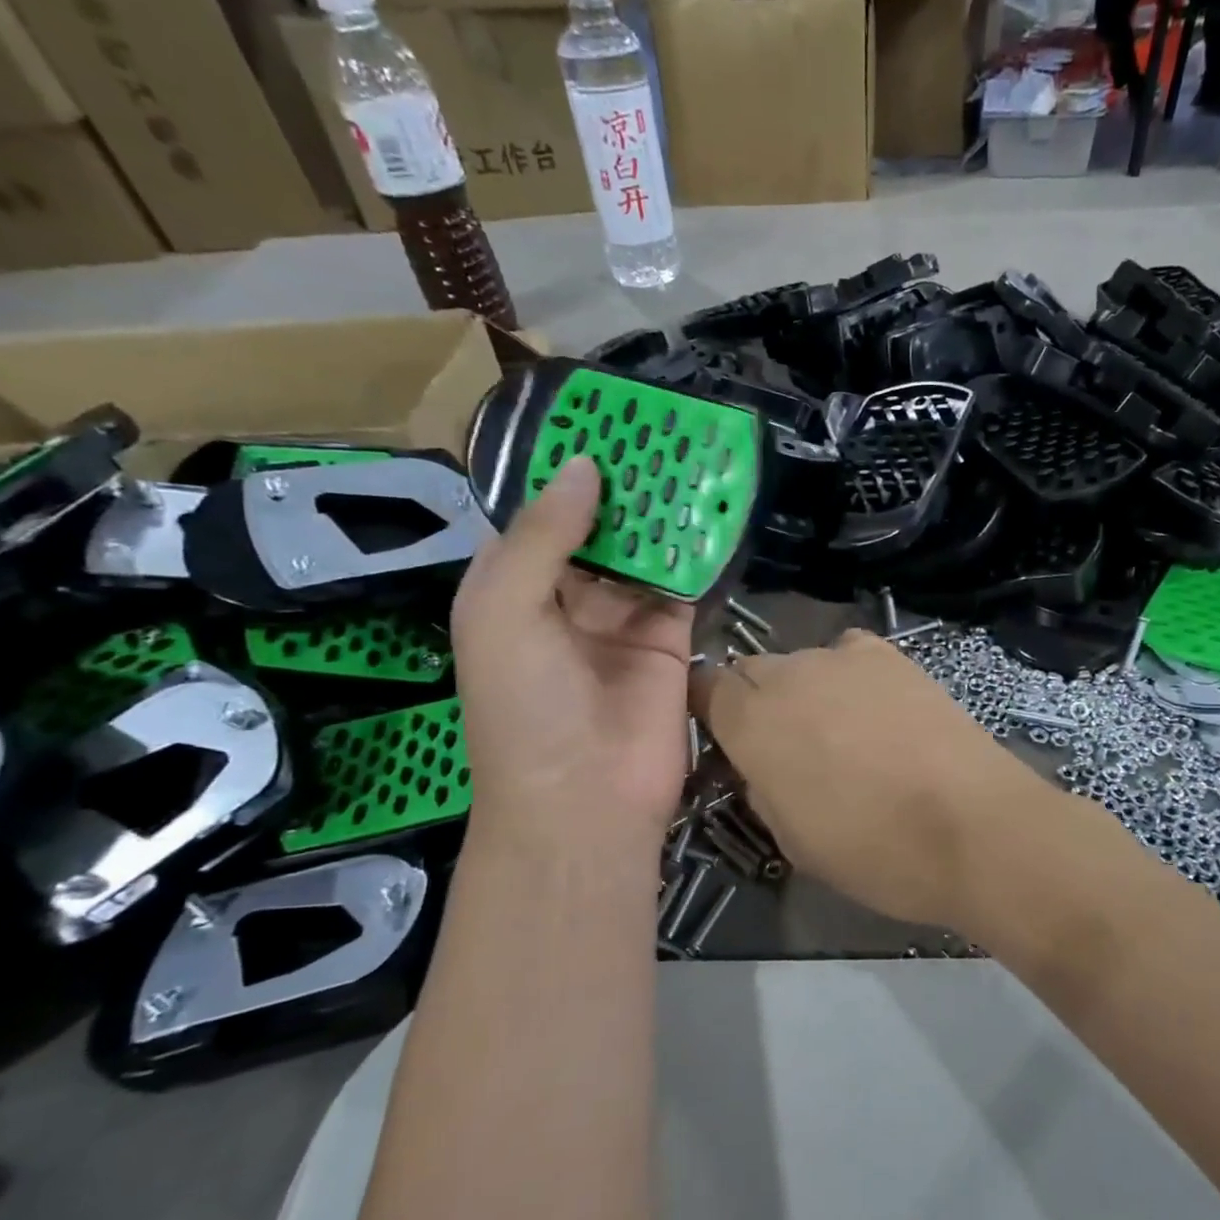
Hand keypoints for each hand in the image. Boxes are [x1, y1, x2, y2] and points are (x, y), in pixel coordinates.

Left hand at [452, 455, 693, 854]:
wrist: (585, 799)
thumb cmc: (524, 707)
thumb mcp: (506, 612)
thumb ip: (545, 537)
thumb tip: (586, 467)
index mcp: (513, 589)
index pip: (536, 514)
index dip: (561, 469)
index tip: (595, 420)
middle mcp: (567, 598)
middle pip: (597, 526)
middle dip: (621, 483)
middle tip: (655, 428)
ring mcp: (622, 618)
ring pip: (644, 549)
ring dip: (662, 509)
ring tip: (688, 453)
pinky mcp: (671, 637)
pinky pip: (684, 583)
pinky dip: (697, 549)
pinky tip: (714, 506)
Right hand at [693, 630, 1058, 929]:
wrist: (973, 826)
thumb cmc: (873, 850)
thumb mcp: (791, 839)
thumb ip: (761, 786)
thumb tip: (762, 763)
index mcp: (751, 721)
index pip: (704, 688)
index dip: (711, 712)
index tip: (728, 739)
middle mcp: (789, 674)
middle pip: (751, 670)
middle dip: (756, 701)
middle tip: (785, 745)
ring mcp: (843, 656)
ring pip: (802, 662)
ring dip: (805, 690)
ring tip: (841, 730)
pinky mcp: (891, 655)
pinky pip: (849, 653)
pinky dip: (849, 675)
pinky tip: (876, 708)